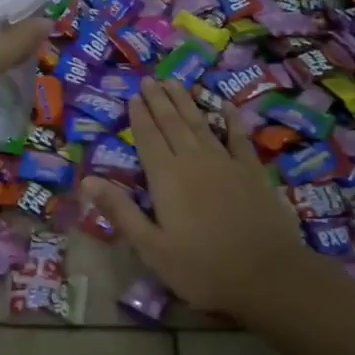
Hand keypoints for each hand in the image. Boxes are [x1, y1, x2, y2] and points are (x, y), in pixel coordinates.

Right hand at [82, 78, 310, 319]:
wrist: (268, 275)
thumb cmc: (202, 267)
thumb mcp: (151, 247)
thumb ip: (120, 211)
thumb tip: (86, 181)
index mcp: (166, 178)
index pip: (148, 138)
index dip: (139, 116)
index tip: (133, 96)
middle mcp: (193, 160)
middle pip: (172, 123)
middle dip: (159, 100)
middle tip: (150, 79)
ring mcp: (226, 162)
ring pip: (200, 123)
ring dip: (185, 102)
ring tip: (174, 83)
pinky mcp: (252, 171)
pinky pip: (238, 137)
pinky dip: (231, 119)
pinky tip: (226, 105)